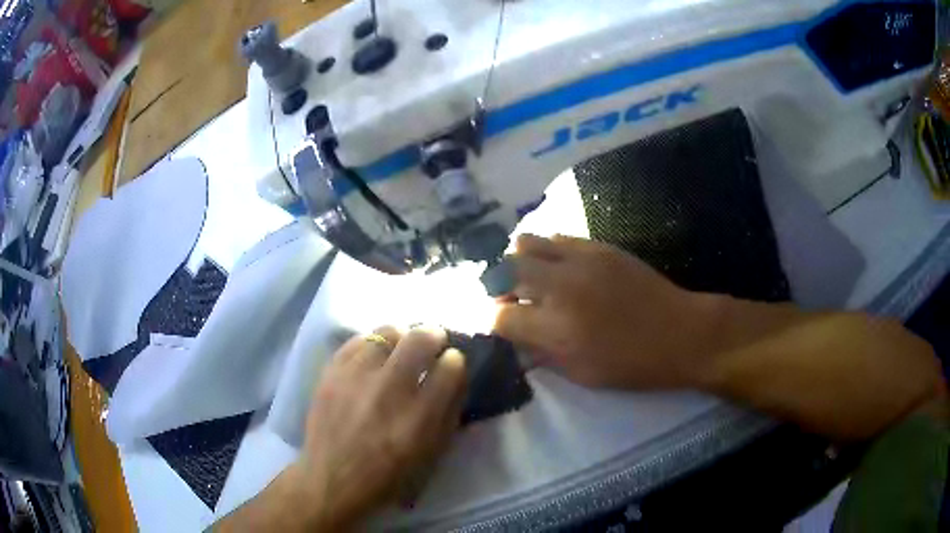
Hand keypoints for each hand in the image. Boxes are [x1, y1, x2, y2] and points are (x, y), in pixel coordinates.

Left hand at [292, 326, 466, 528]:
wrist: (333, 480)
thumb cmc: (389, 477)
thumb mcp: (432, 455)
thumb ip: (449, 413)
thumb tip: (456, 376)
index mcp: (420, 418)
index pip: (451, 367)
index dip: (455, 361)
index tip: (451, 363)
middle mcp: (389, 391)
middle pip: (420, 338)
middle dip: (434, 335)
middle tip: (434, 341)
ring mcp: (356, 378)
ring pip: (386, 332)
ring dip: (400, 338)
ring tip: (399, 349)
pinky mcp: (331, 373)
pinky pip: (357, 341)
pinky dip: (371, 344)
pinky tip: (373, 356)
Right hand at [494, 234, 706, 388]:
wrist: (680, 333)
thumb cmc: (631, 365)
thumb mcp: (581, 374)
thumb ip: (542, 354)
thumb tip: (516, 340)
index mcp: (556, 329)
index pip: (500, 317)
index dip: (495, 322)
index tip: (502, 326)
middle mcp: (560, 288)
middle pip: (504, 271)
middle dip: (499, 287)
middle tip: (511, 299)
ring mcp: (579, 261)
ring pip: (525, 243)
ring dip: (519, 262)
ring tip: (532, 278)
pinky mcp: (598, 246)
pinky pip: (557, 237)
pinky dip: (548, 251)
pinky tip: (560, 267)